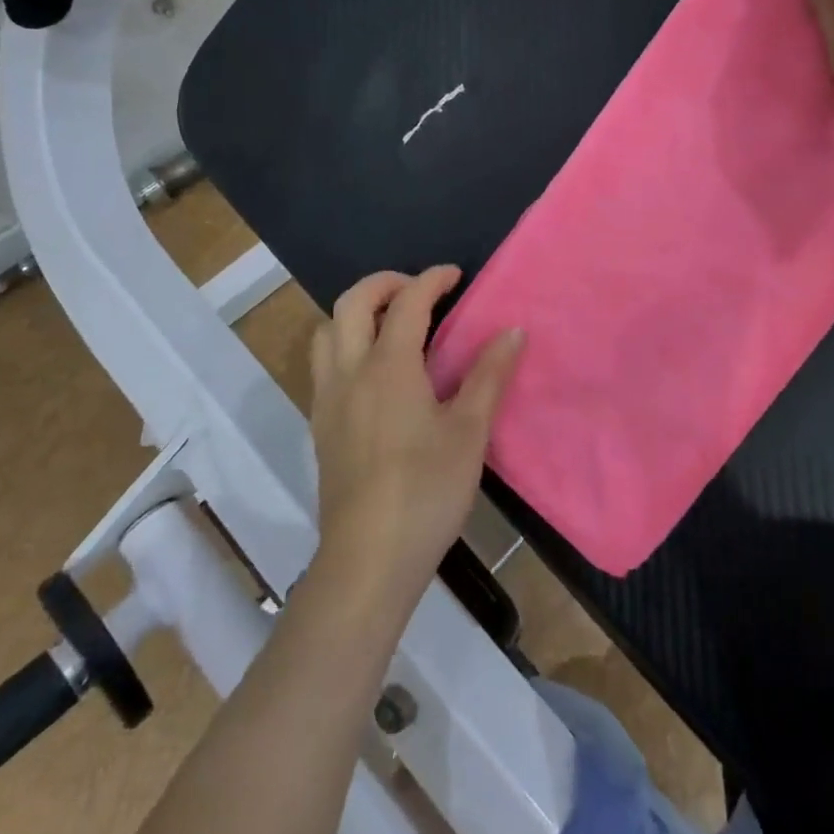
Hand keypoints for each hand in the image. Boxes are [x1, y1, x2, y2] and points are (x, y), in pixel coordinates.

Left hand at [307, 266, 524, 605]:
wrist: (368, 558)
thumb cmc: (426, 490)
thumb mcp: (469, 432)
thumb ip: (489, 375)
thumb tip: (512, 331)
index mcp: (389, 367)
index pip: (407, 302)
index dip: (432, 279)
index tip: (456, 275)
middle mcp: (349, 372)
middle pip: (351, 302)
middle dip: (384, 283)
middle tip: (418, 291)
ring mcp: (328, 399)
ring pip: (328, 332)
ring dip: (357, 313)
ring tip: (392, 326)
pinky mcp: (320, 426)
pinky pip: (325, 364)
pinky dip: (347, 345)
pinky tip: (376, 374)